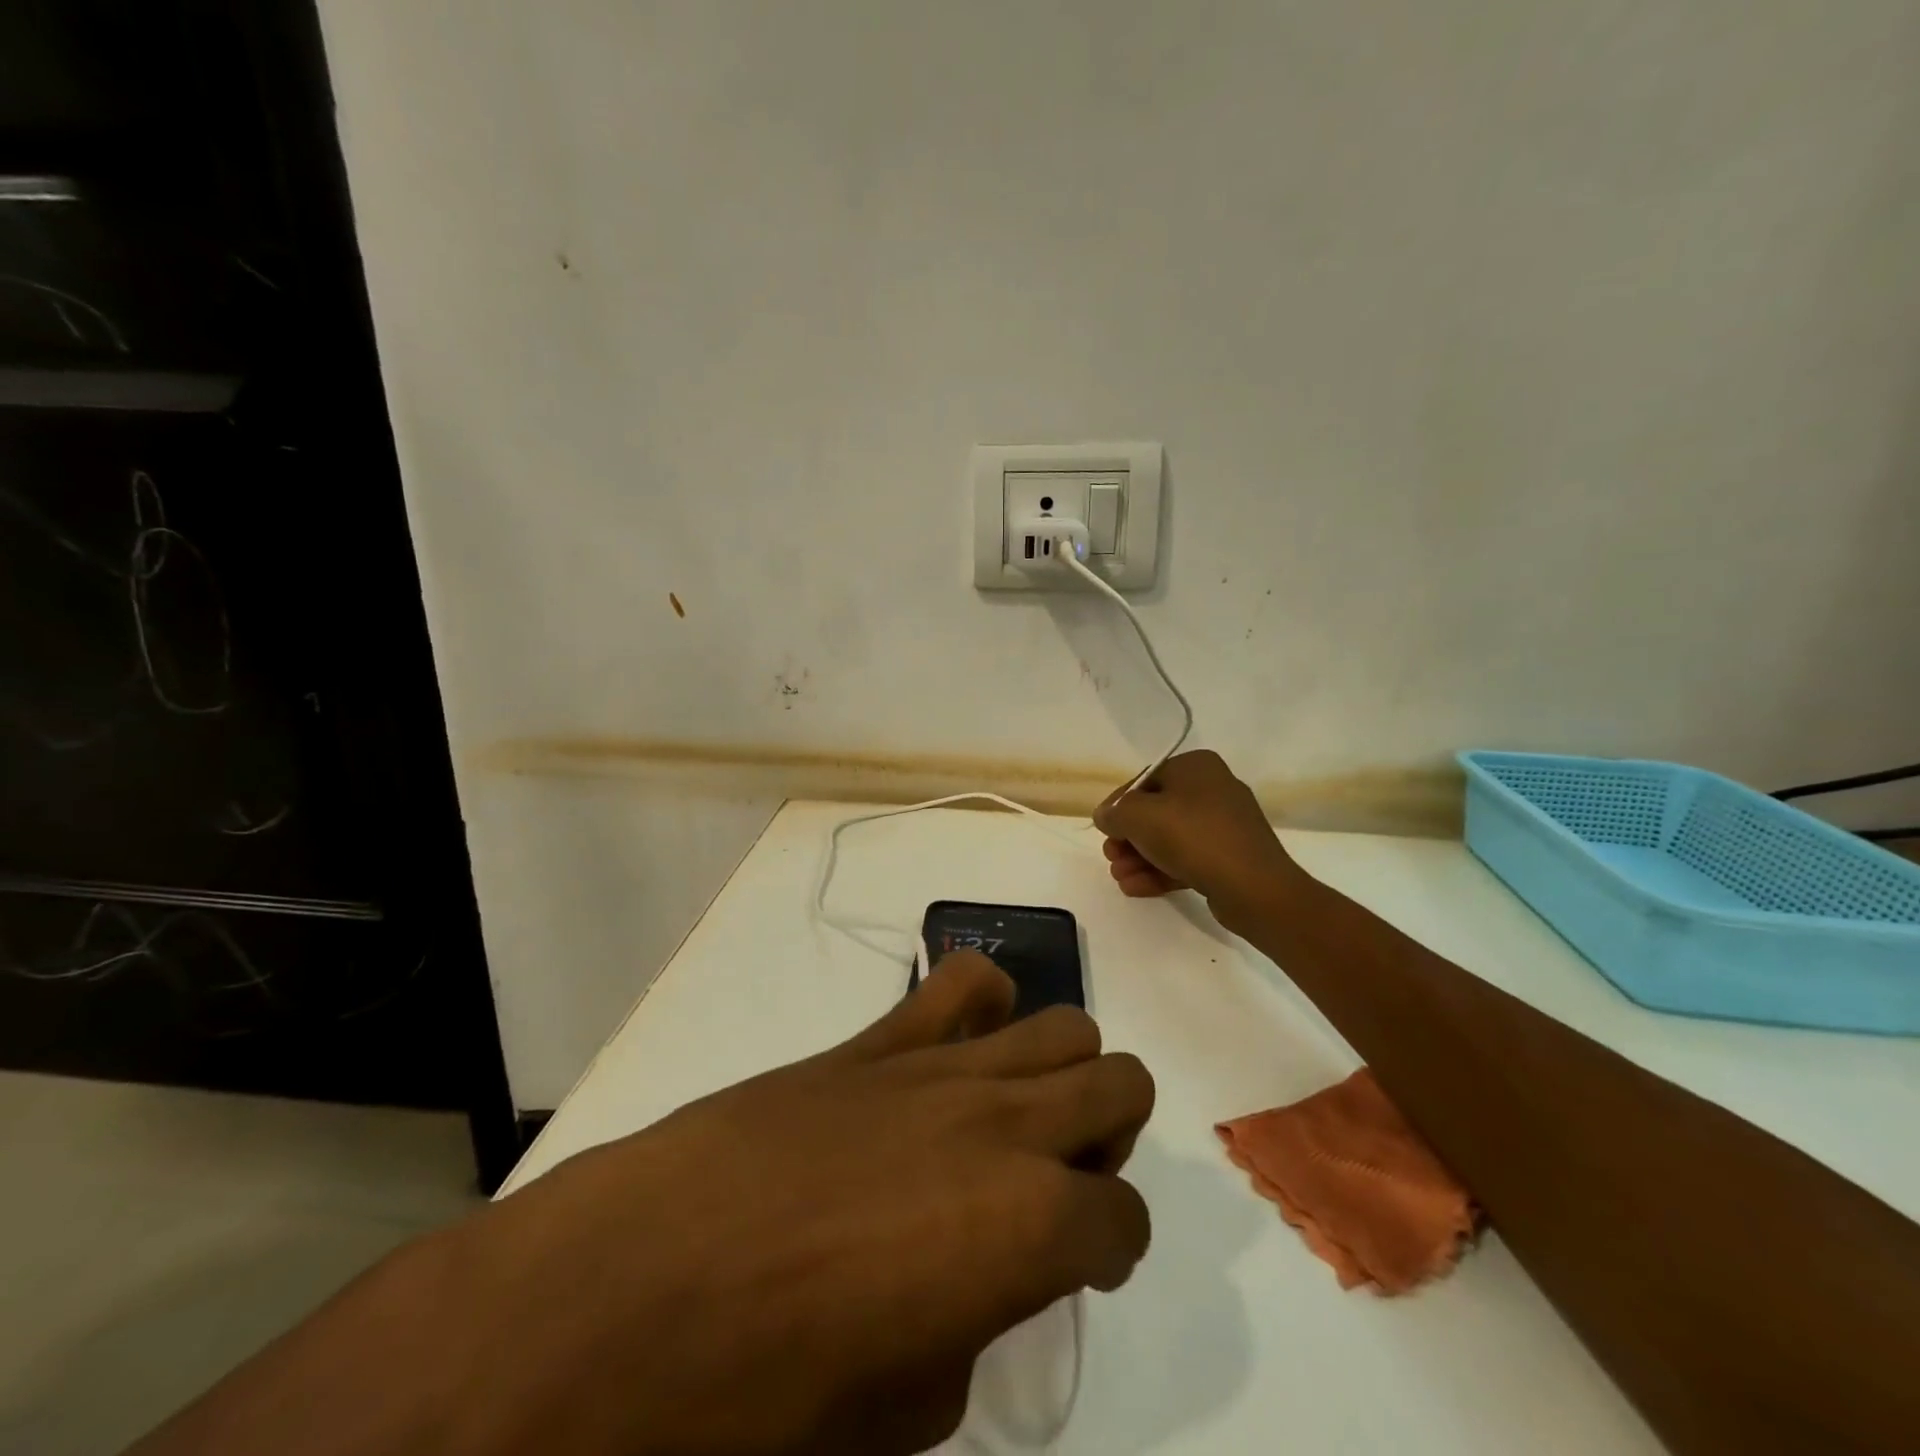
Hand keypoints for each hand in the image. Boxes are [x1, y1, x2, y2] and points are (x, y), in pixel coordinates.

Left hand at [438, 951, 1153, 1455]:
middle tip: (1053, 1187)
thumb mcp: (900, 1414)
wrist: (630, 1293)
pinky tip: (956, 1049)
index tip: (1075, 1269)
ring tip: (1012, 1118)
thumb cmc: (764, 1393)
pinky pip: (961, 981)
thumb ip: (967, 1334)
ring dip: (1060, 1072)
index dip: (1109, 1251)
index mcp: (1028, 1225)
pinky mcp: (878, 1038)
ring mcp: (942, 1065)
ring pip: (1062, 1024)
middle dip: (1107, 1138)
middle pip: (1119, 1084)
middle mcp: (1006, 1123)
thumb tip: (973, 1283)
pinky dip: (981, 1004)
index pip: (1124, 1220)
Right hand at [1094, 750, 1294, 924]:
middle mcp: (1213, 788)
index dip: (1118, 806)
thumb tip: (1105, 815)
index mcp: (1196, 767)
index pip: (1144, 781)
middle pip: (1155, 812)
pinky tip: (1136, 888)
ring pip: (1169, 838)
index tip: (1103, 831)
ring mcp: (1224, 825)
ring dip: (1139, 858)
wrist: (1254, 887)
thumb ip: (1115, 812)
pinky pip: (1187, 858)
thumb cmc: (1193, 837)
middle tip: (1111, 858)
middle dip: (1128, 838)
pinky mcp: (1229, 857)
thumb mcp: (1140, 817)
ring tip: (1121, 878)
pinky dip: (1160, 870)